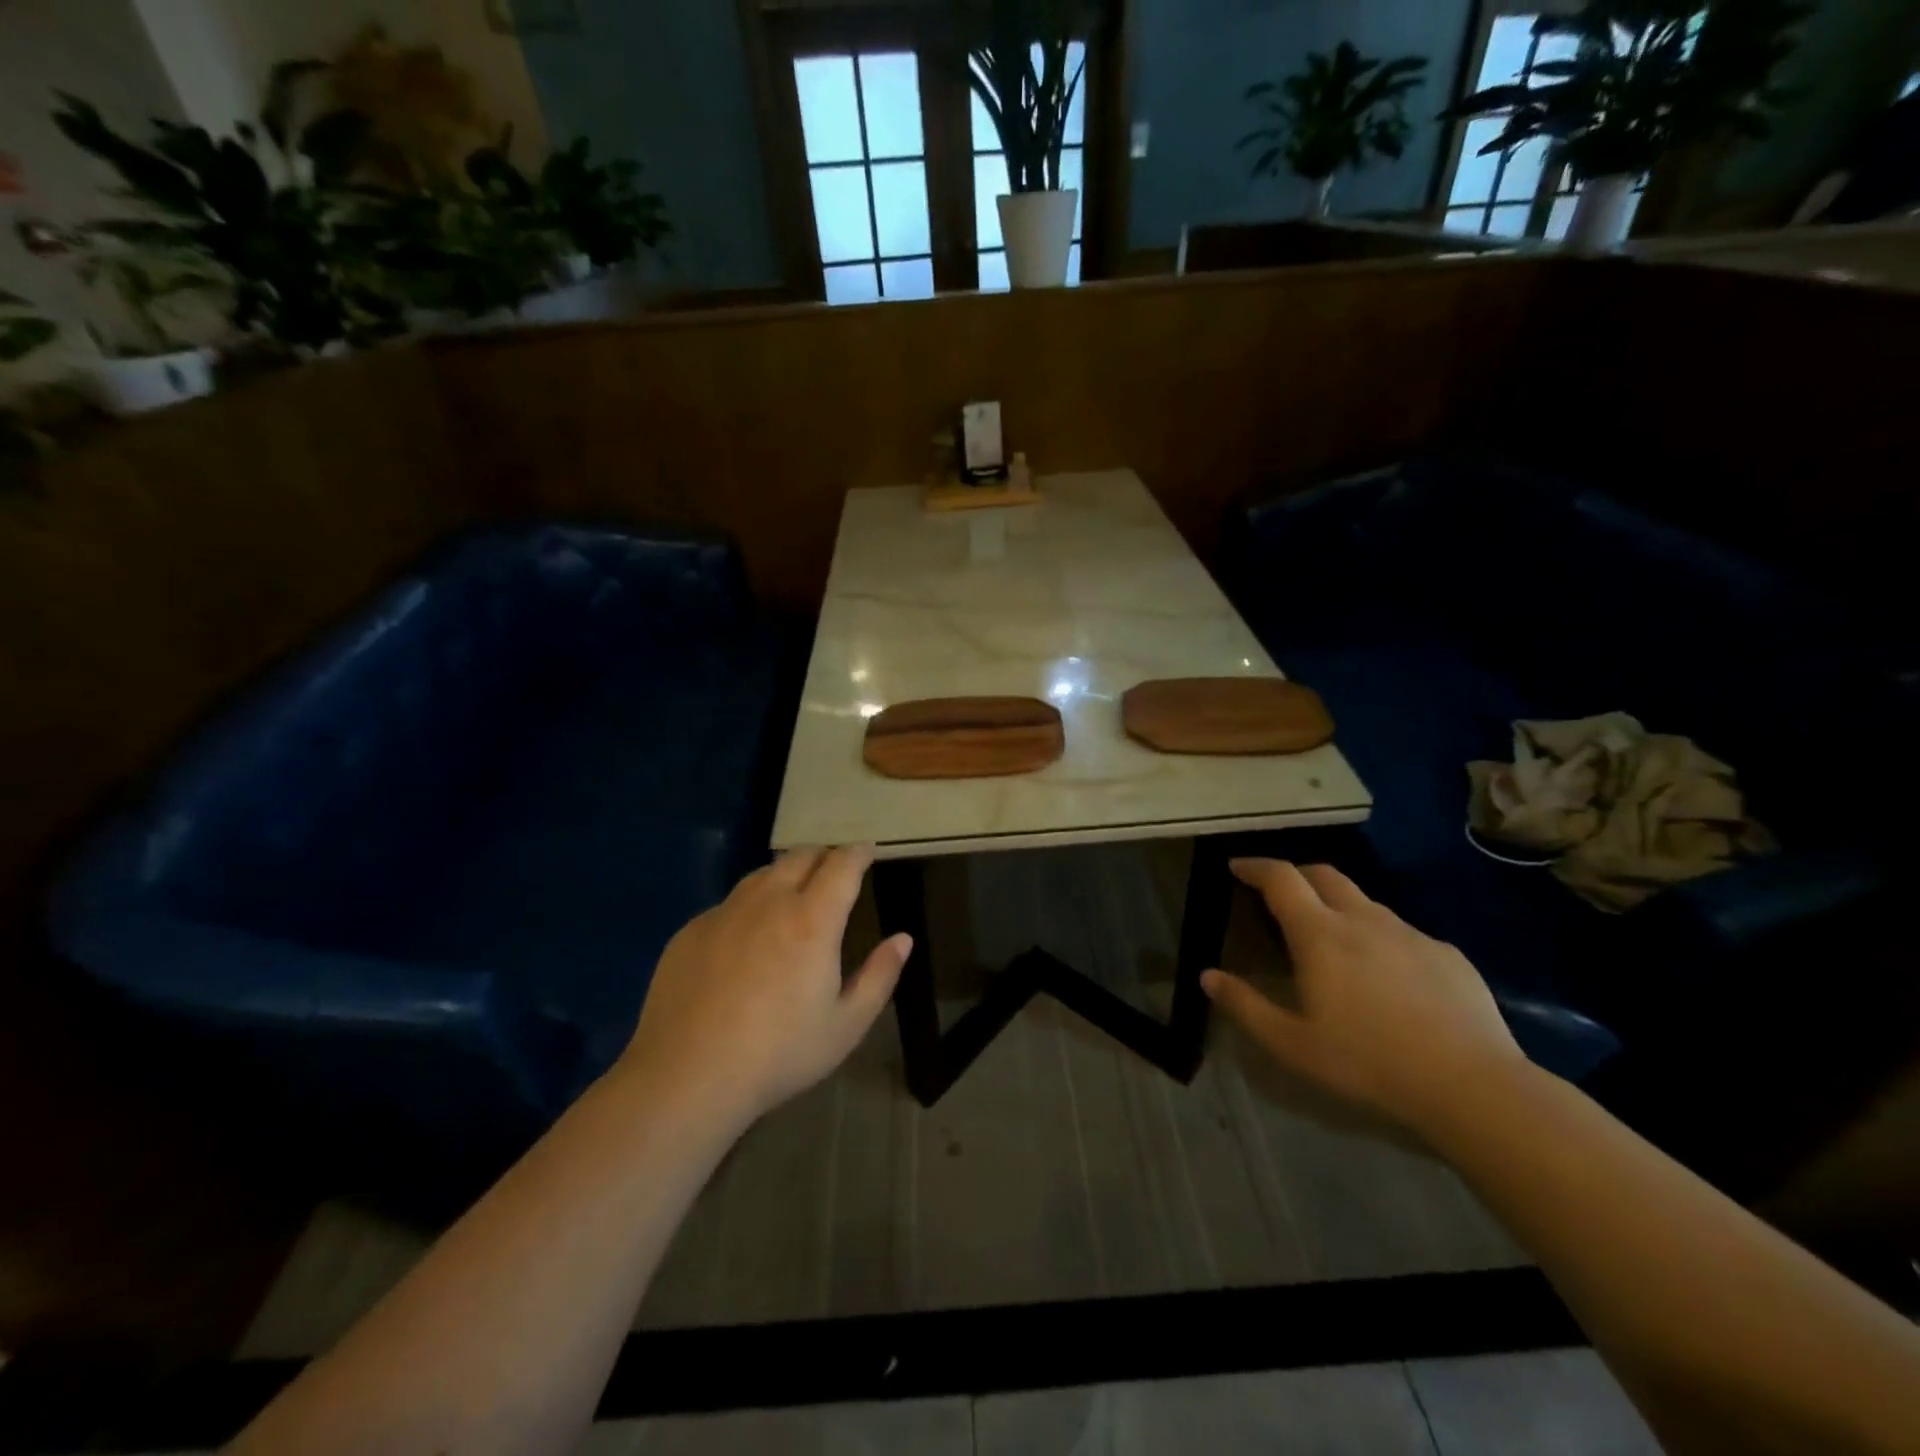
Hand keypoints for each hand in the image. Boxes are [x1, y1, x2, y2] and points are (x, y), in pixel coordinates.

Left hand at [619, 845, 910, 1126]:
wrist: (686, 1077)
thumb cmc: (778, 1054)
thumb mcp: (846, 1025)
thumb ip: (880, 976)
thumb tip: (903, 939)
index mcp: (812, 920)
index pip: (842, 865)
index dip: (858, 852)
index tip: (867, 850)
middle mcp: (768, 902)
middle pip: (800, 856)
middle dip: (824, 855)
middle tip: (834, 869)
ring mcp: (724, 913)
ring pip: (762, 874)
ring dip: (786, 874)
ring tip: (794, 893)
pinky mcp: (691, 931)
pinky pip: (729, 904)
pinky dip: (749, 906)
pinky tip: (746, 937)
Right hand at [1201, 859, 1526, 1135]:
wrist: (1473, 1087)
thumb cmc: (1368, 1063)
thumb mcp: (1291, 1044)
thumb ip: (1245, 1005)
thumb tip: (1207, 975)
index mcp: (1320, 934)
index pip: (1280, 877)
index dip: (1255, 866)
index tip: (1237, 866)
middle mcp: (1364, 919)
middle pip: (1324, 874)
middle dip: (1296, 874)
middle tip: (1279, 894)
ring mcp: (1410, 933)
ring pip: (1365, 901)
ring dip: (1338, 905)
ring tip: (1332, 938)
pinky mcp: (1448, 954)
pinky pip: (1402, 932)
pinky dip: (1379, 936)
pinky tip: (1387, 976)